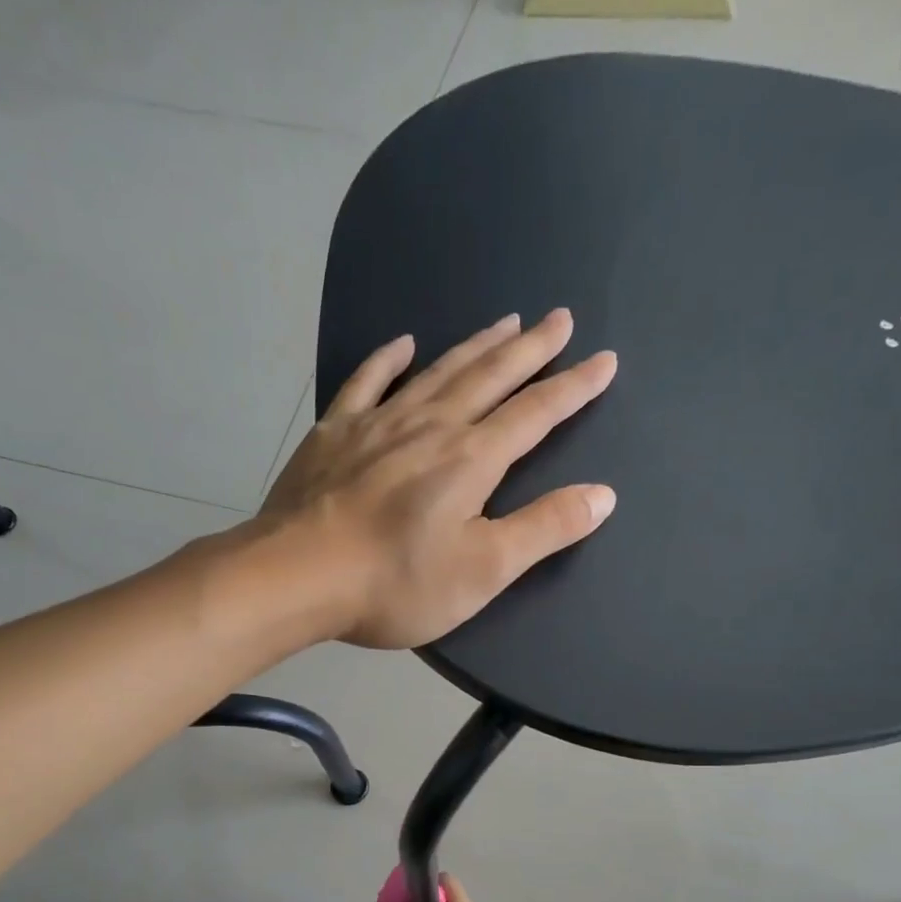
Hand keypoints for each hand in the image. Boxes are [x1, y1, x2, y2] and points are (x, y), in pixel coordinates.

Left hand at [261, 309, 617, 648]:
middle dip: (531, 349)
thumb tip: (603, 494)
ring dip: (475, 346)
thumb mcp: (483, 570)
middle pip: (490, 377)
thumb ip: (544, 529)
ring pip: (438, 372)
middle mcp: (430, 427)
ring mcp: (378, 425)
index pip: (535, 414)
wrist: (296, 576)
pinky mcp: (334, 434)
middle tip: (559, 318)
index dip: (573, 388)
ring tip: (505, 321)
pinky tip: (403, 344)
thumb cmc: (396, 583)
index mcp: (472, 460)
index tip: (604, 361)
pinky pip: (367, 383)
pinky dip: (387, 360)